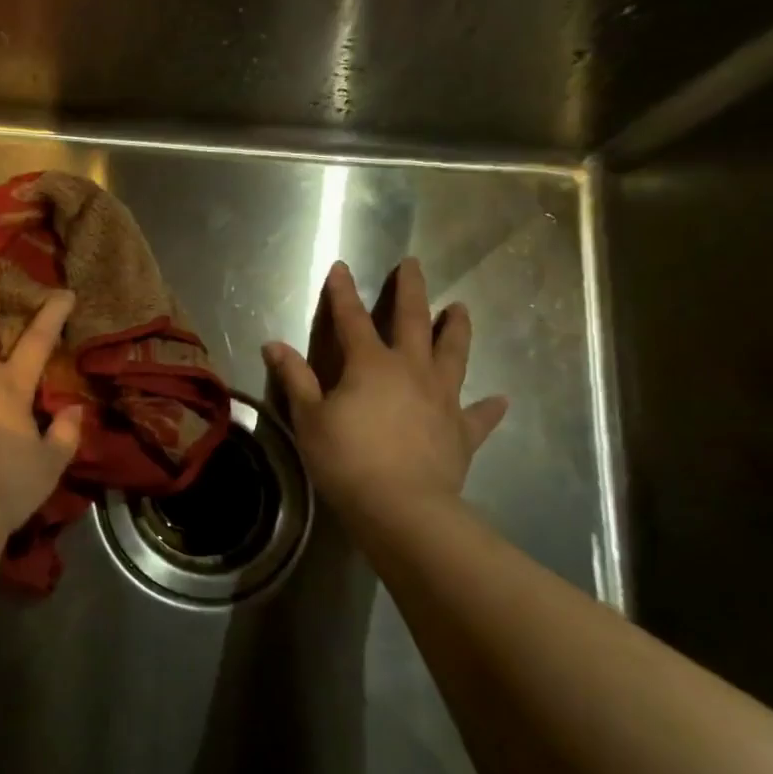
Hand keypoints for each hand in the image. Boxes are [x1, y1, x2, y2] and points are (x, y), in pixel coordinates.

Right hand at [264, 258, 507, 521]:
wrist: (402, 508)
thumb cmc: (346, 459)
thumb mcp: (309, 417)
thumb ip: (295, 378)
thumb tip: (273, 344)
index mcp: (370, 364)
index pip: (352, 318)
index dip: (344, 292)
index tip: (341, 266)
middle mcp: (411, 370)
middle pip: (414, 321)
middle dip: (411, 290)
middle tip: (413, 264)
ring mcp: (442, 399)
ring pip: (454, 354)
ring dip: (456, 329)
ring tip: (460, 308)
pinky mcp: (462, 431)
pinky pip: (479, 415)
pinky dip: (488, 407)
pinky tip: (499, 399)